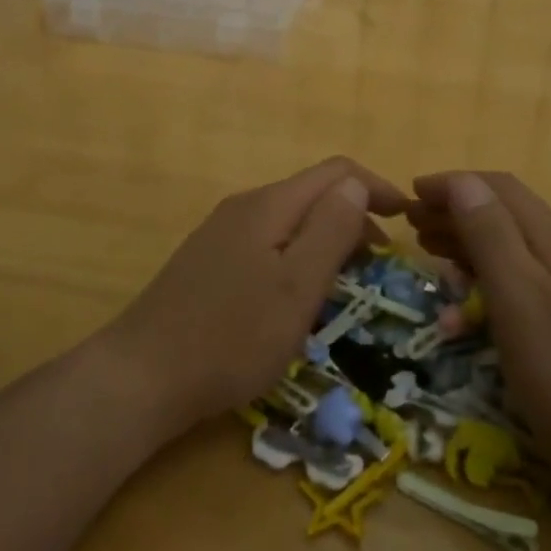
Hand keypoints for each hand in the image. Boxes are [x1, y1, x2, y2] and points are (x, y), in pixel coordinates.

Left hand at [109, 158, 407, 434]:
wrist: (141, 377)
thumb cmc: (231, 336)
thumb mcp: (296, 286)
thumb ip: (331, 230)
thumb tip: (356, 185)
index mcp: (269, 205)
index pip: (336, 172)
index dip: (376, 188)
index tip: (408, 219)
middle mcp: (244, 207)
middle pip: (312, 193)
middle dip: (354, 216)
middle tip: (381, 262)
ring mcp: (221, 234)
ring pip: (290, 220)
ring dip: (326, 238)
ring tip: (347, 281)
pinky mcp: (207, 263)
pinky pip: (268, 243)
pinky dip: (298, 256)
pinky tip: (297, 294)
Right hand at [408, 171, 550, 496]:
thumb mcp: (520, 302)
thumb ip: (491, 238)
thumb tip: (464, 181)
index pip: (498, 188)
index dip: (452, 184)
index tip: (408, 195)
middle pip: (506, 214)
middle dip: (456, 212)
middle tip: (412, 229)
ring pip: (516, 249)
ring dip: (470, 245)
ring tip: (433, 258)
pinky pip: (527, 283)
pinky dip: (491, 281)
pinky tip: (474, 306)